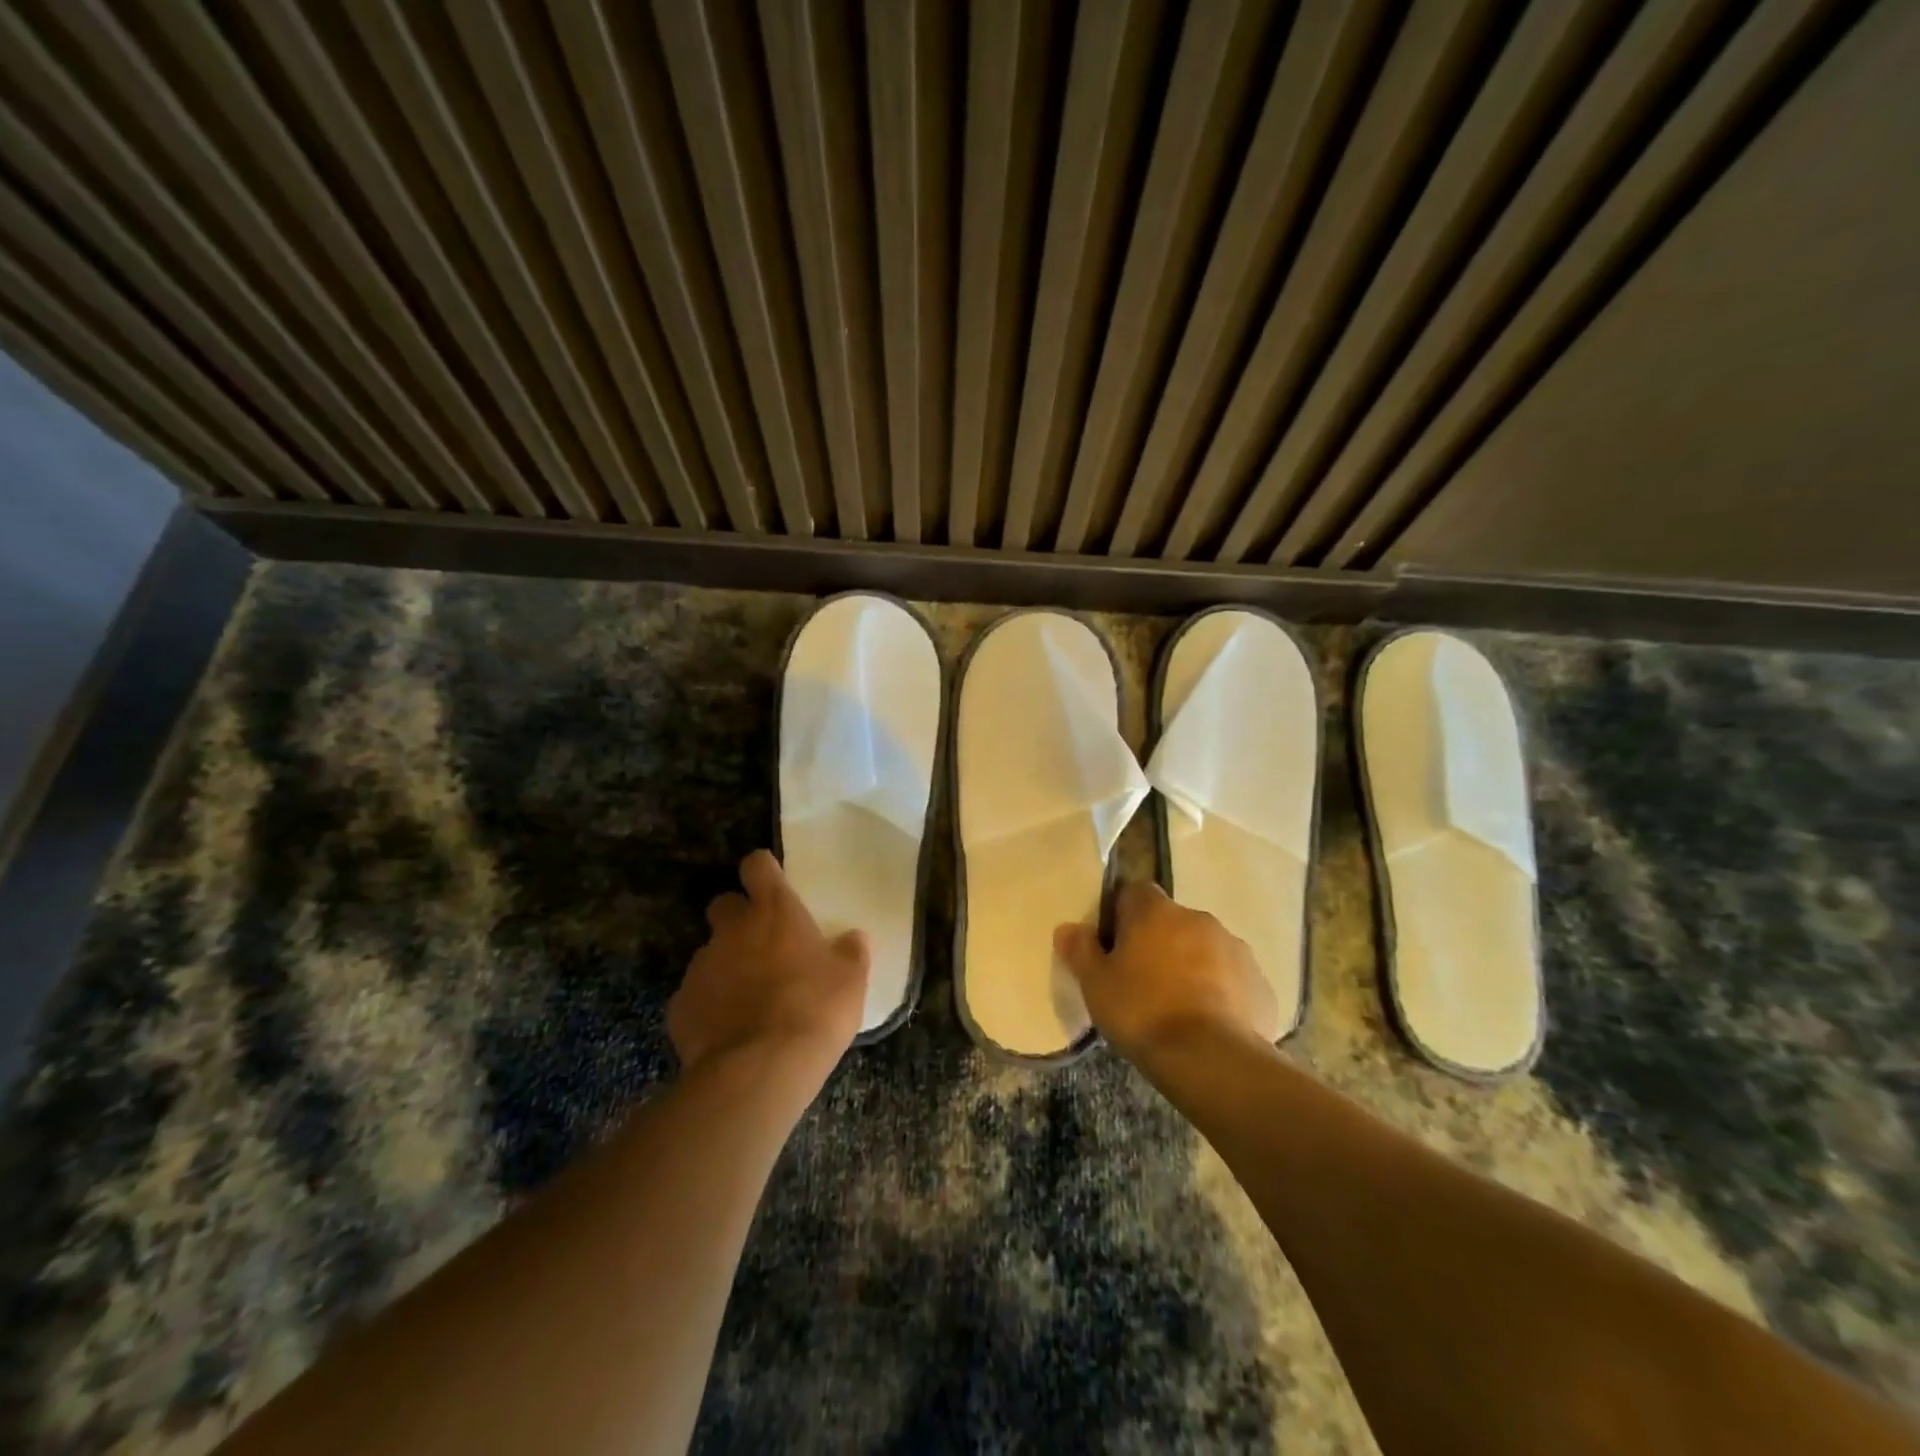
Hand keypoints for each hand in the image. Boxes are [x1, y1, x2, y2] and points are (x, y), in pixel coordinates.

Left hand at [669, 851, 869, 1093]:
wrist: (759, 1069)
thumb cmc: (814, 1010)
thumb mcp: (851, 980)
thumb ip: (851, 952)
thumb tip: (854, 938)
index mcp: (775, 912)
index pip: (757, 865)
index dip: (763, 871)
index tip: (773, 884)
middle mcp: (732, 929)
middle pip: (725, 904)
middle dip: (738, 918)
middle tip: (763, 945)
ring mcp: (701, 966)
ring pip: (711, 953)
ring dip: (728, 965)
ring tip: (750, 1000)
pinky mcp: (680, 1005)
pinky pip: (696, 996)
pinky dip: (711, 1006)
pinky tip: (730, 1031)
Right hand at [1055, 881, 1279, 1060]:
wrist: (1212, 1059)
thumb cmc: (1143, 1012)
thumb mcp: (1096, 985)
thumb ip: (1080, 950)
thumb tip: (1067, 928)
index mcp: (1156, 912)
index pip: (1134, 892)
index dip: (1122, 915)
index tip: (1114, 946)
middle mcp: (1197, 918)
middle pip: (1170, 921)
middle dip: (1158, 943)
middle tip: (1142, 981)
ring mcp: (1234, 948)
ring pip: (1204, 948)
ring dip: (1191, 966)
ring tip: (1177, 1006)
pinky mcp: (1259, 982)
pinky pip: (1232, 978)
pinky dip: (1220, 991)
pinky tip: (1208, 1023)